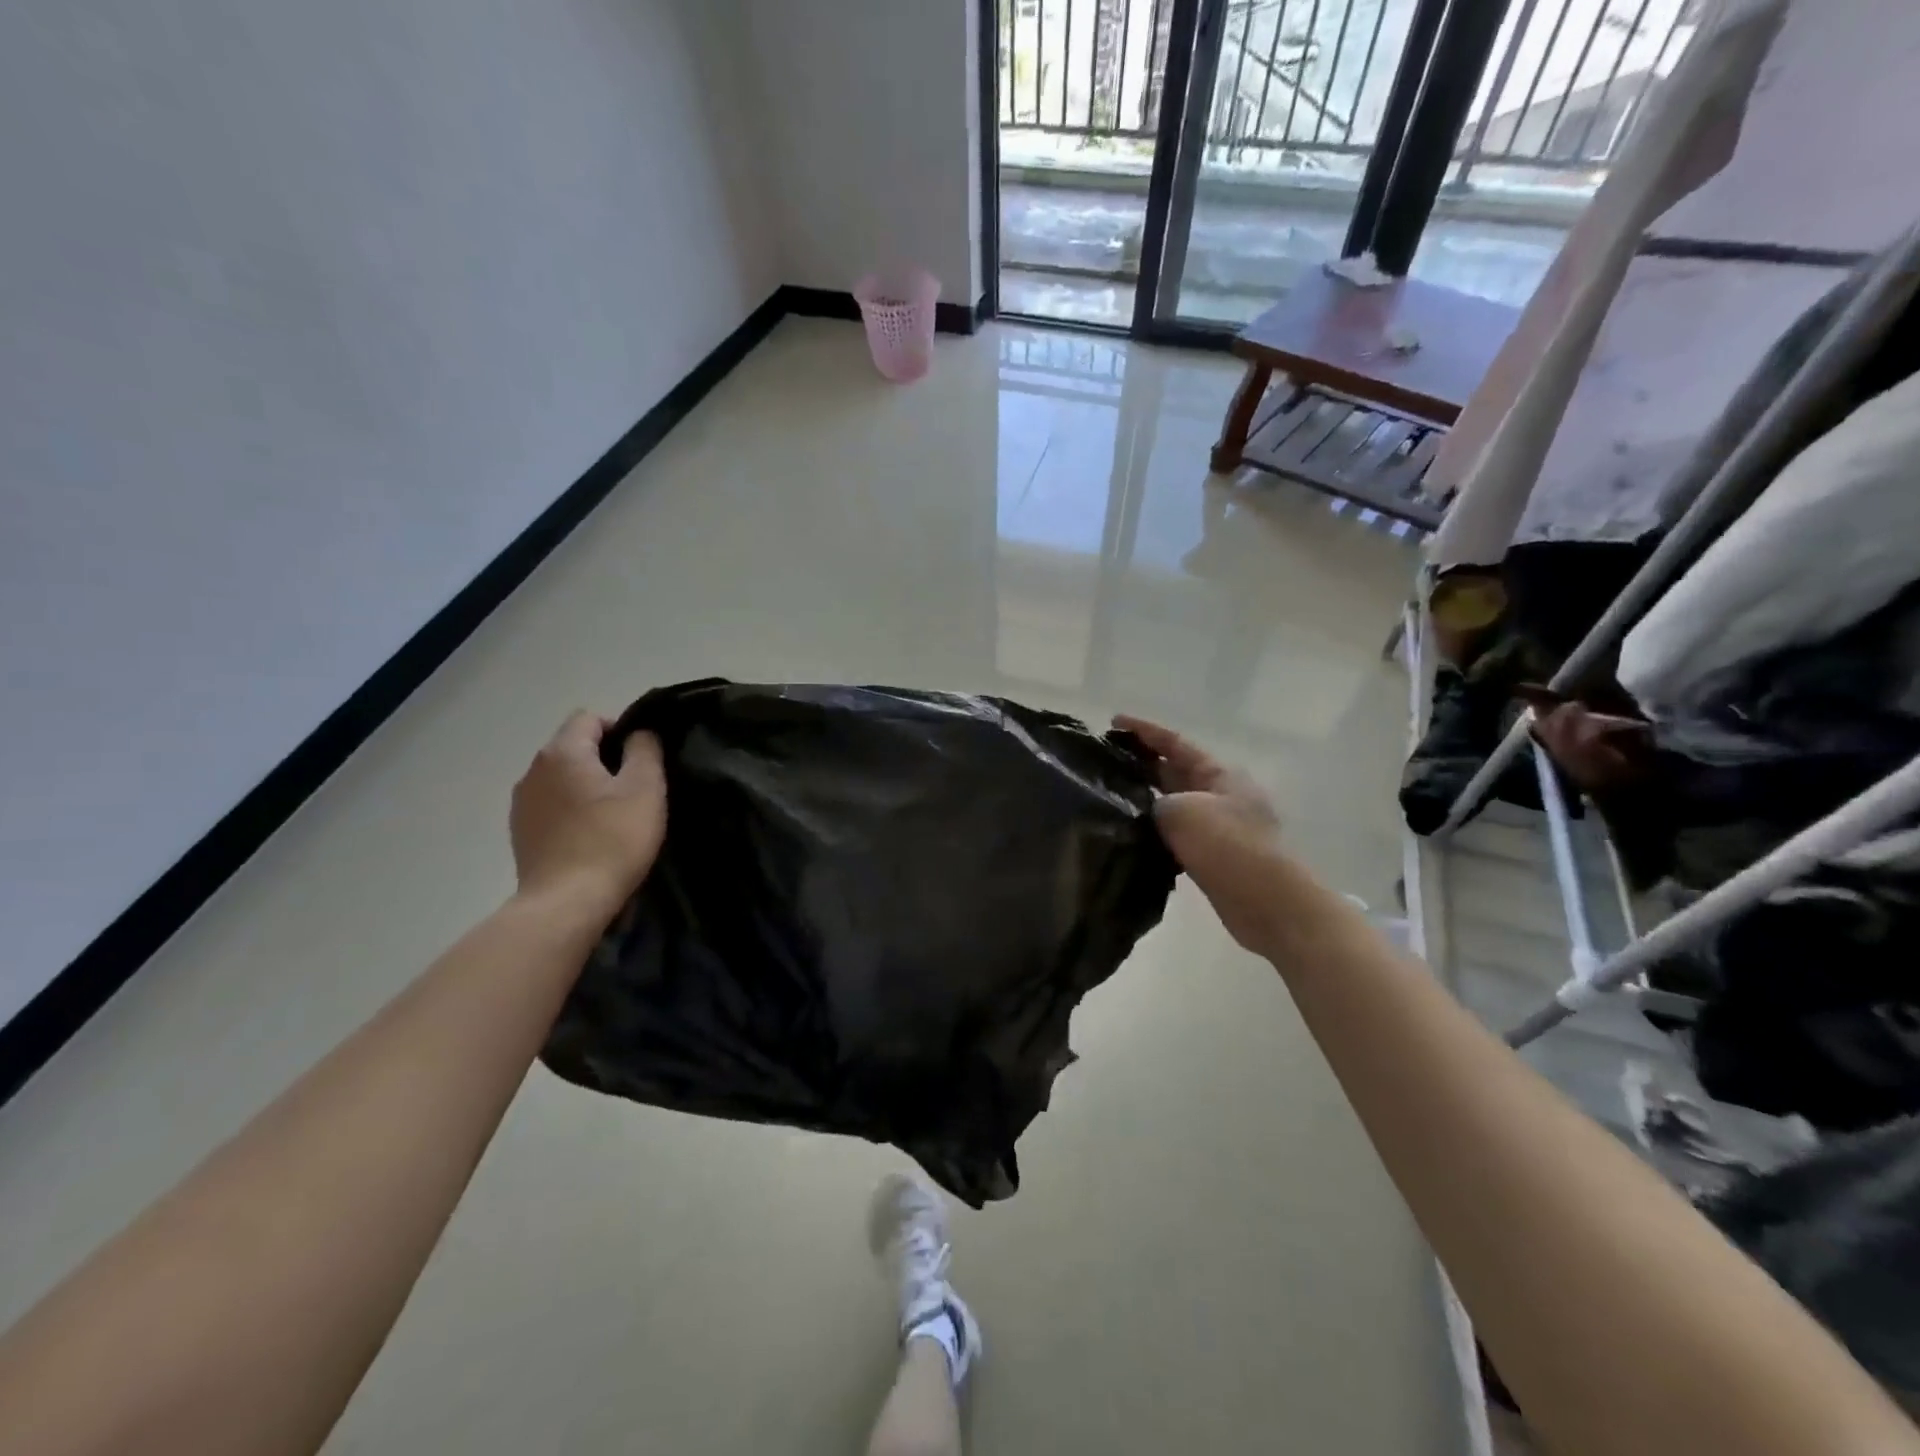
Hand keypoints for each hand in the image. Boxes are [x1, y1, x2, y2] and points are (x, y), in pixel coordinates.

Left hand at [510, 711, 666, 911]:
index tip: (643, 759)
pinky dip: (571, 810)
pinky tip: (590, 835)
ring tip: (614, 814)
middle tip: (636, 788)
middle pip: (573, 746)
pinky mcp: (520, 832)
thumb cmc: (613, 839)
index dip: (621, 729)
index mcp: (562, 752)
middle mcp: (533, 769)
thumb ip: (645, 749)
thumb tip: (639, 733)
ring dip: (586, 785)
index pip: (590, 717)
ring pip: (561, 777)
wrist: (566, 903)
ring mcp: (522, 802)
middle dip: (604, 758)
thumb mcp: (645, 788)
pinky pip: (551, 805)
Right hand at [1114, 714, 1284, 951]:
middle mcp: (1220, 793)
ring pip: (1174, 803)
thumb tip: (1145, 809)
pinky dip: (1155, 830)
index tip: (1113, 722)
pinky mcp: (1213, 855)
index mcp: (1218, 773)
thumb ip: (1155, 802)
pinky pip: (1177, 833)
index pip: (1174, 742)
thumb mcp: (1181, 811)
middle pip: (1174, 770)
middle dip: (1141, 763)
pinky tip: (1130, 835)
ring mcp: (1218, 825)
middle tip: (1104, 761)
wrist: (1268, 902)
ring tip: (1109, 796)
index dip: (1143, 730)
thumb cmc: (1228, 846)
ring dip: (1146, 799)